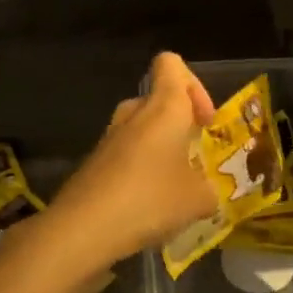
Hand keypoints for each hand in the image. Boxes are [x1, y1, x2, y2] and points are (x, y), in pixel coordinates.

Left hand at [43, 52, 217, 270]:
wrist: (82, 228)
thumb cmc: (150, 199)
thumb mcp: (198, 199)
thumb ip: (210, 189)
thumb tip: (207, 193)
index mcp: (163, 108)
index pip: (171, 64)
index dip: (194, 84)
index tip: (205, 121)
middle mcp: (133, 114)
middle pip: (158, 99)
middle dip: (180, 124)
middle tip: (195, 157)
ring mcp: (109, 139)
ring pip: (141, 130)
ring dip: (161, 151)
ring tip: (175, 188)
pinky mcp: (94, 164)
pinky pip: (126, 156)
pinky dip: (141, 171)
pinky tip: (149, 206)